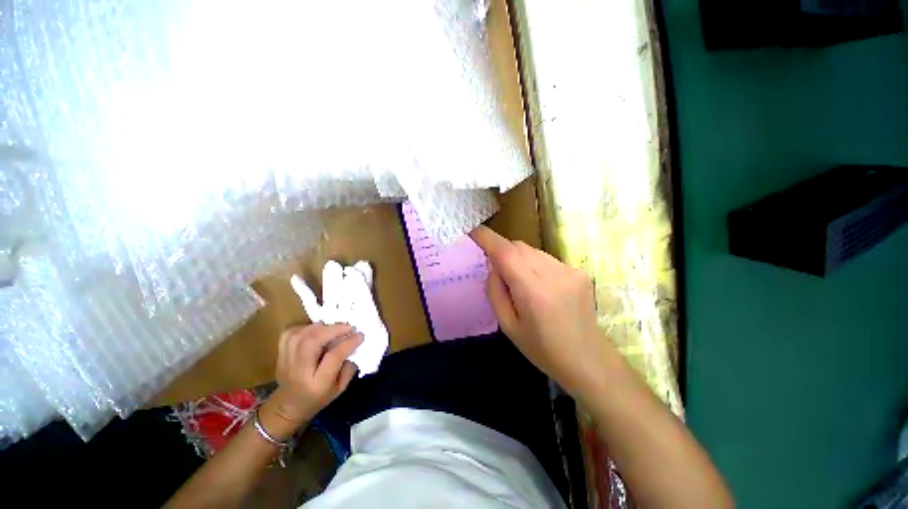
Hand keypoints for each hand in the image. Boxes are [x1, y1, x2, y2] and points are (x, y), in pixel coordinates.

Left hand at [262, 323, 362, 438]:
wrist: (288, 406)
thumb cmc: (318, 398)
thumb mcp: (340, 388)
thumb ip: (349, 367)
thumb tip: (352, 345)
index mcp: (318, 384)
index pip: (333, 357)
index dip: (348, 343)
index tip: (360, 335)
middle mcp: (299, 371)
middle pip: (312, 343)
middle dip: (333, 329)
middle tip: (348, 326)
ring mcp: (286, 362)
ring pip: (300, 335)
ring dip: (320, 327)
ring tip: (333, 327)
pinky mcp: (280, 354)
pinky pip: (289, 333)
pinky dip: (304, 327)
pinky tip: (315, 330)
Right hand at [470, 225, 614, 397]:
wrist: (588, 359)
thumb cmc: (542, 349)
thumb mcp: (508, 326)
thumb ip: (495, 291)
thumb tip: (492, 264)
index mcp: (533, 292)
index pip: (506, 253)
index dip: (488, 238)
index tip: (473, 231)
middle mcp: (553, 274)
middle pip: (519, 247)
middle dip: (503, 252)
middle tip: (498, 271)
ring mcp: (570, 270)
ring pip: (532, 250)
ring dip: (519, 258)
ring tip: (522, 283)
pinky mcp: (579, 271)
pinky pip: (546, 258)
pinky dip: (535, 264)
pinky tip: (542, 286)